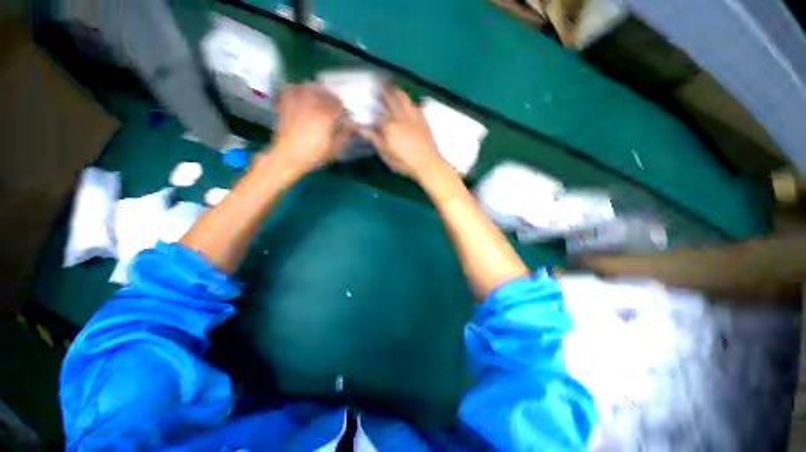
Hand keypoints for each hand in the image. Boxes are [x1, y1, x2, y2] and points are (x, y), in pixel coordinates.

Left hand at [271, 83, 353, 173]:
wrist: (288, 156)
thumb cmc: (314, 155)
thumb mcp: (334, 148)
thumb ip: (345, 134)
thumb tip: (353, 125)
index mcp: (325, 115)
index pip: (338, 104)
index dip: (343, 110)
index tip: (344, 117)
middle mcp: (312, 103)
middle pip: (325, 92)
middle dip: (332, 98)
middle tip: (334, 107)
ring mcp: (297, 102)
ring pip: (309, 87)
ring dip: (317, 91)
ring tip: (320, 98)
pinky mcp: (286, 104)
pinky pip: (292, 89)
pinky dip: (298, 89)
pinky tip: (302, 94)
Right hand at [361, 85, 447, 180]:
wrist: (428, 163)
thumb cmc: (405, 162)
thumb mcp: (387, 154)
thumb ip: (376, 140)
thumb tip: (363, 130)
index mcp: (389, 126)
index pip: (377, 116)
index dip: (371, 112)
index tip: (367, 109)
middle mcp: (400, 117)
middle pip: (390, 99)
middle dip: (383, 92)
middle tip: (378, 87)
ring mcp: (413, 116)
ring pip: (403, 98)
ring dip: (396, 91)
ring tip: (392, 88)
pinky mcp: (423, 119)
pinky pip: (415, 105)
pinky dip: (409, 102)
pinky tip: (408, 103)